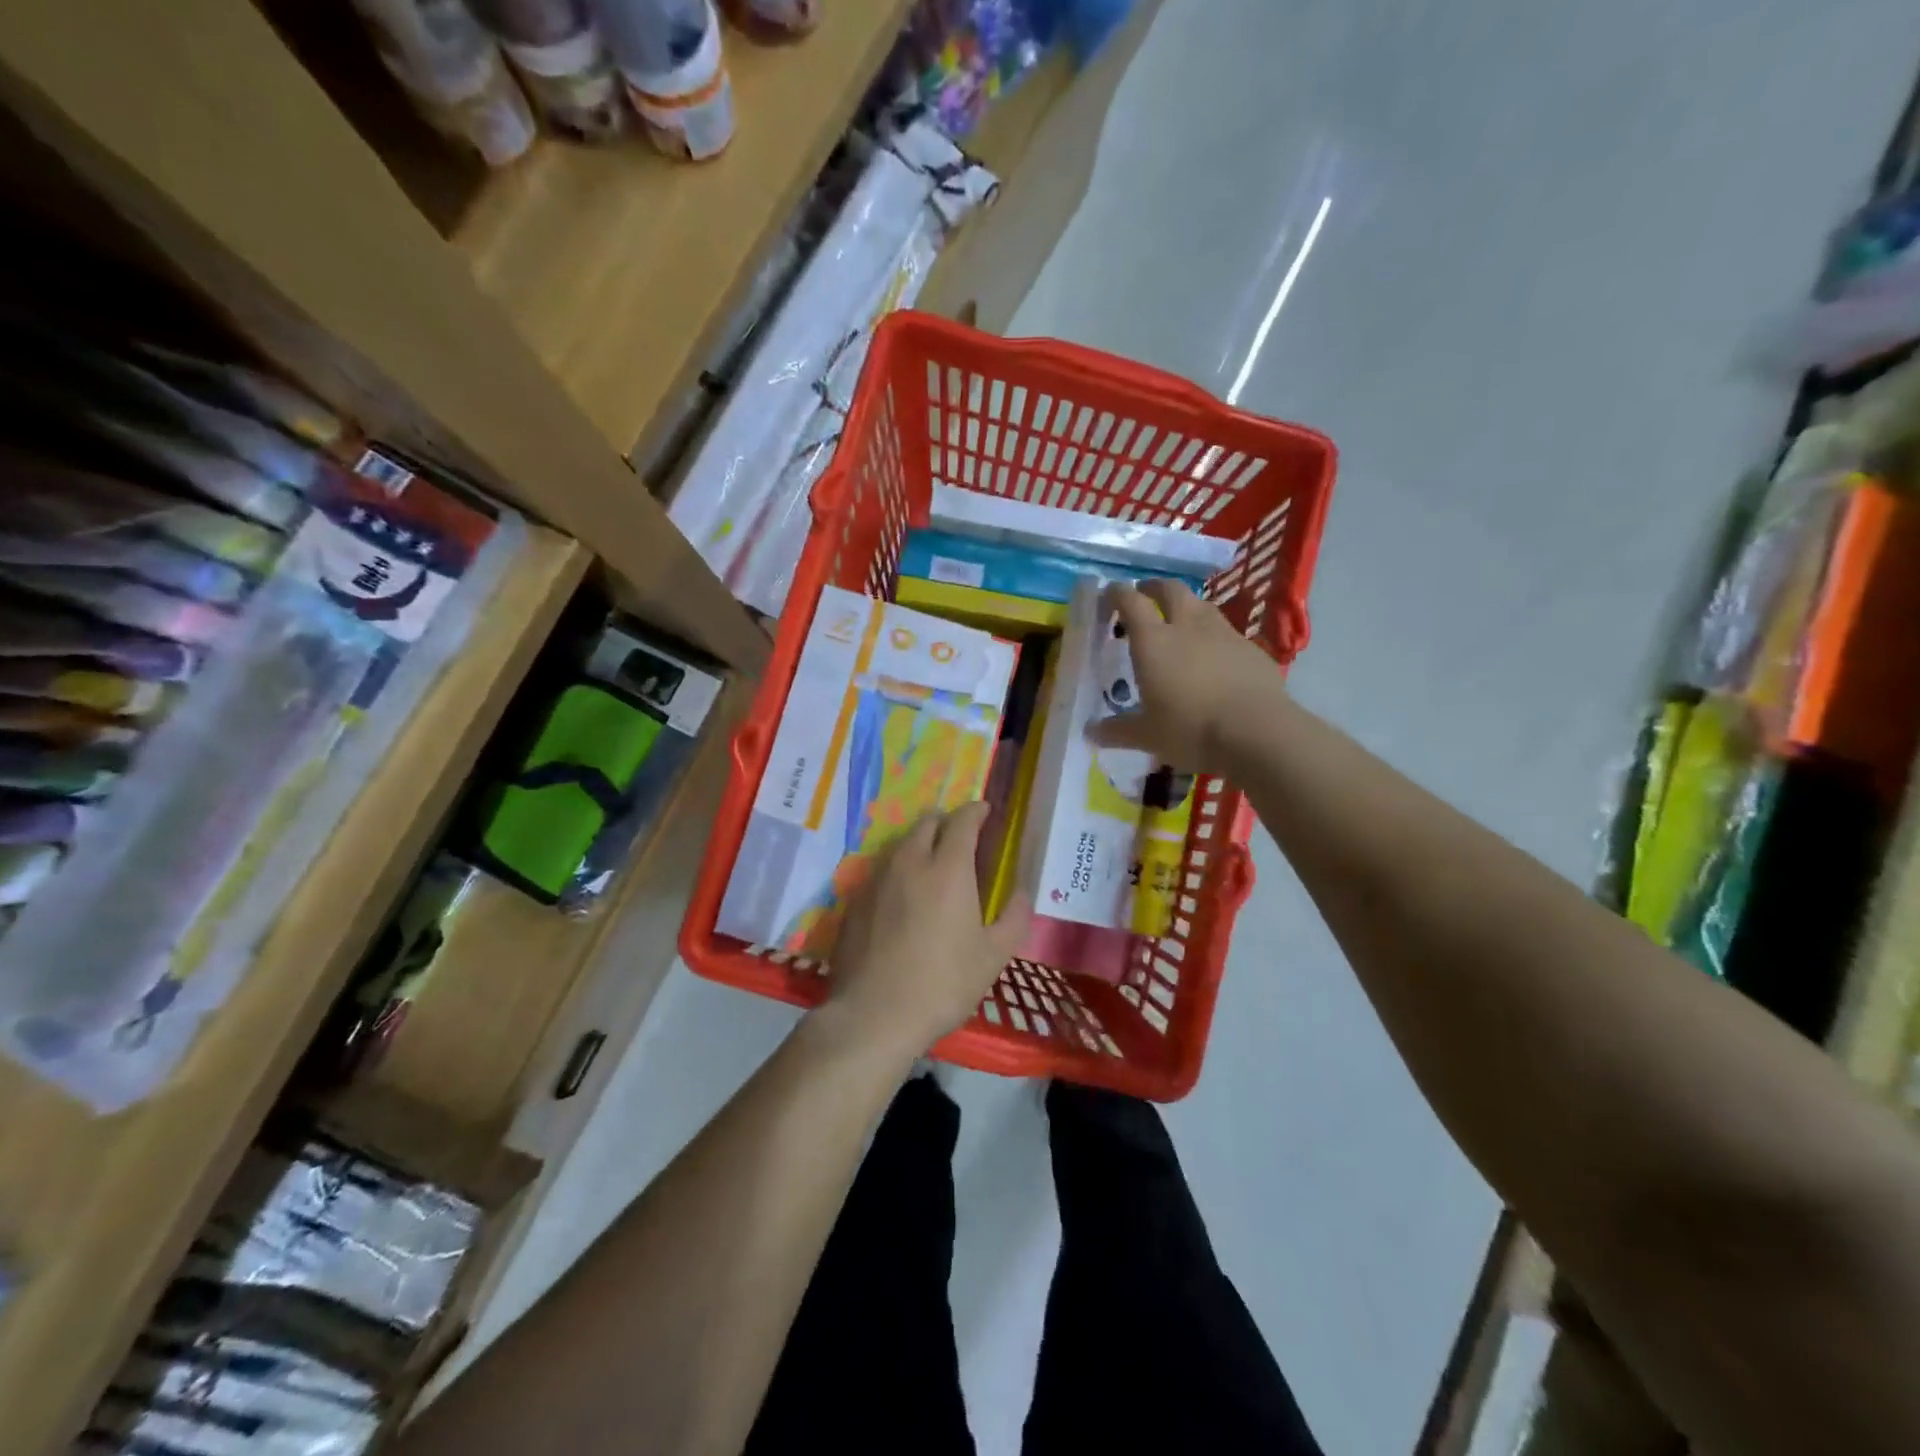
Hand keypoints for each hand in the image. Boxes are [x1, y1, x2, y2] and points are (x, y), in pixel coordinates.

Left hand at [822, 802, 1032, 1058]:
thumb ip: (1013, 918)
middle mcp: (910, 862)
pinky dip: (897, 870)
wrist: (873, 1015)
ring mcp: (876, 879)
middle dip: (946, 822)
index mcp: (948, 869)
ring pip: (900, 844)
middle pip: (927, 823)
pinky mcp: (854, 900)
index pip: (962, 821)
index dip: (976, 811)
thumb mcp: (993, 956)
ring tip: (931, 864)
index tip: (985, 811)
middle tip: (960, 838)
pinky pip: (880, 870)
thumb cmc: (942, 984)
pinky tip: (901, 896)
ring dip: (919, 843)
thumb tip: (1022, 893)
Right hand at [1091, 579, 1287, 773]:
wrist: (1257, 734)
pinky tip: (1214, 657)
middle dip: (1154, 588)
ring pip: (1202, 606)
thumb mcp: (1147, 736)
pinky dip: (1214, 636)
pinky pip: (1227, 633)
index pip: (1131, 602)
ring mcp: (1224, 634)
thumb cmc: (1190, 730)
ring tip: (1180, 622)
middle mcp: (1188, 627)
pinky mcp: (1252, 649)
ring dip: (1187, 607)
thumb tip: (1092, 732)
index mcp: (1154, 641)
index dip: (1118, 593)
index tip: (1110, 594)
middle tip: (1145, 595)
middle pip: (1171, 590)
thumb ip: (1118, 730)